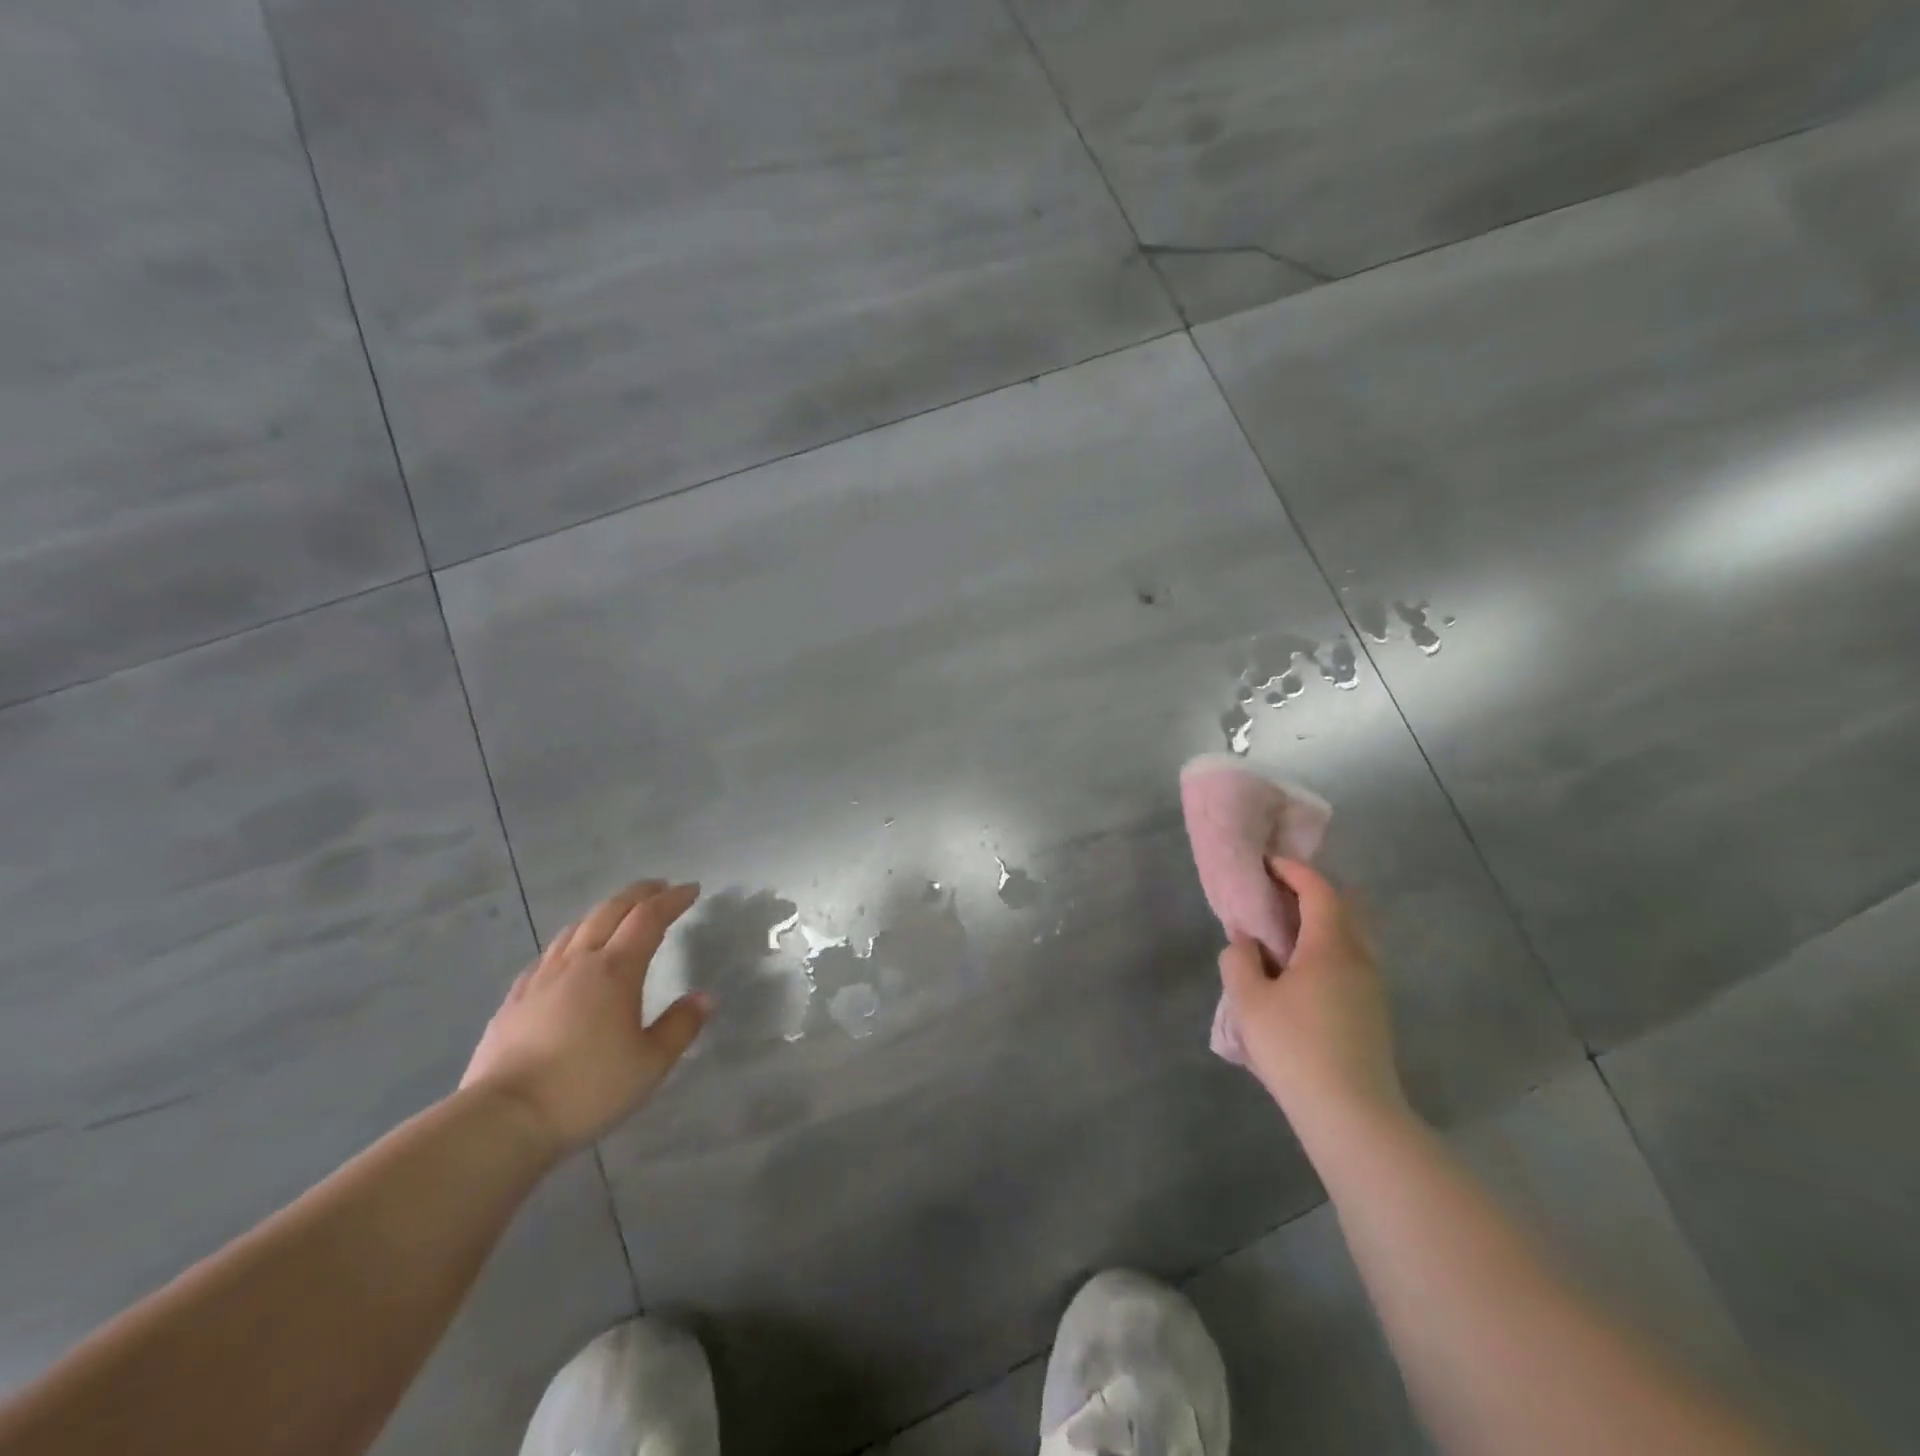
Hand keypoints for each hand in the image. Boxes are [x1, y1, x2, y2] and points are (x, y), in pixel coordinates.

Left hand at [461, 880, 708, 1155]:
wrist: (503, 1119)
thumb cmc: (587, 1088)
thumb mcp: (650, 1063)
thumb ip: (681, 1026)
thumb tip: (704, 997)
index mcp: (616, 970)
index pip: (649, 918)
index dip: (672, 900)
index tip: (691, 889)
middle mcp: (579, 962)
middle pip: (611, 911)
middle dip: (639, 894)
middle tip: (660, 888)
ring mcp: (542, 978)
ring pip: (576, 927)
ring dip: (604, 912)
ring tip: (618, 915)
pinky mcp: (515, 999)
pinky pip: (549, 954)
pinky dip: (571, 941)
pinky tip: (569, 956)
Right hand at [1218, 858, 1405, 1127]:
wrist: (1353, 1116)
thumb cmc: (1295, 1048)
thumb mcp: (1249, 1001)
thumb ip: (1239, 961)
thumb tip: (1244, 942)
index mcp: (1331, 946)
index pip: (1318, 890)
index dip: (1293, 871)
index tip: (1267, 864)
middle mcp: (1359, 959)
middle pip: (1342, 909)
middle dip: (1309, 894)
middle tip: (1274, 896)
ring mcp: (1372, 988)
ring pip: (1349, 938)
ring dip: (1319, 925)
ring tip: (1282, 934)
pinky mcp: (1374, 1014)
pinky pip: (1350, 963)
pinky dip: (1326, 950)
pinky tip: (1299, 974)